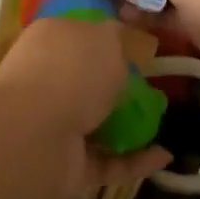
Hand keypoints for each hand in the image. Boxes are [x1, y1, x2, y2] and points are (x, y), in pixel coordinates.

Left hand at [0, 18, 171, 195]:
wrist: (35, 135)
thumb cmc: (71, 72)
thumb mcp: (104, 37)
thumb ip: (114, 36)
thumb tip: (115, 37)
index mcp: (49, 39)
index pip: (78, 35)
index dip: (105, 41)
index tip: (137, 51)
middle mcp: (46, 78)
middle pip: (86, 81)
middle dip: (116, 89)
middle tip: (152, 91)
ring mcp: (52, 124)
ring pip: (95, 123)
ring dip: (128, 128)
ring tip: (164, 126)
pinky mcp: (64, 164)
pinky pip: (106, 161)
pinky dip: (134, 161)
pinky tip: (163, 156)